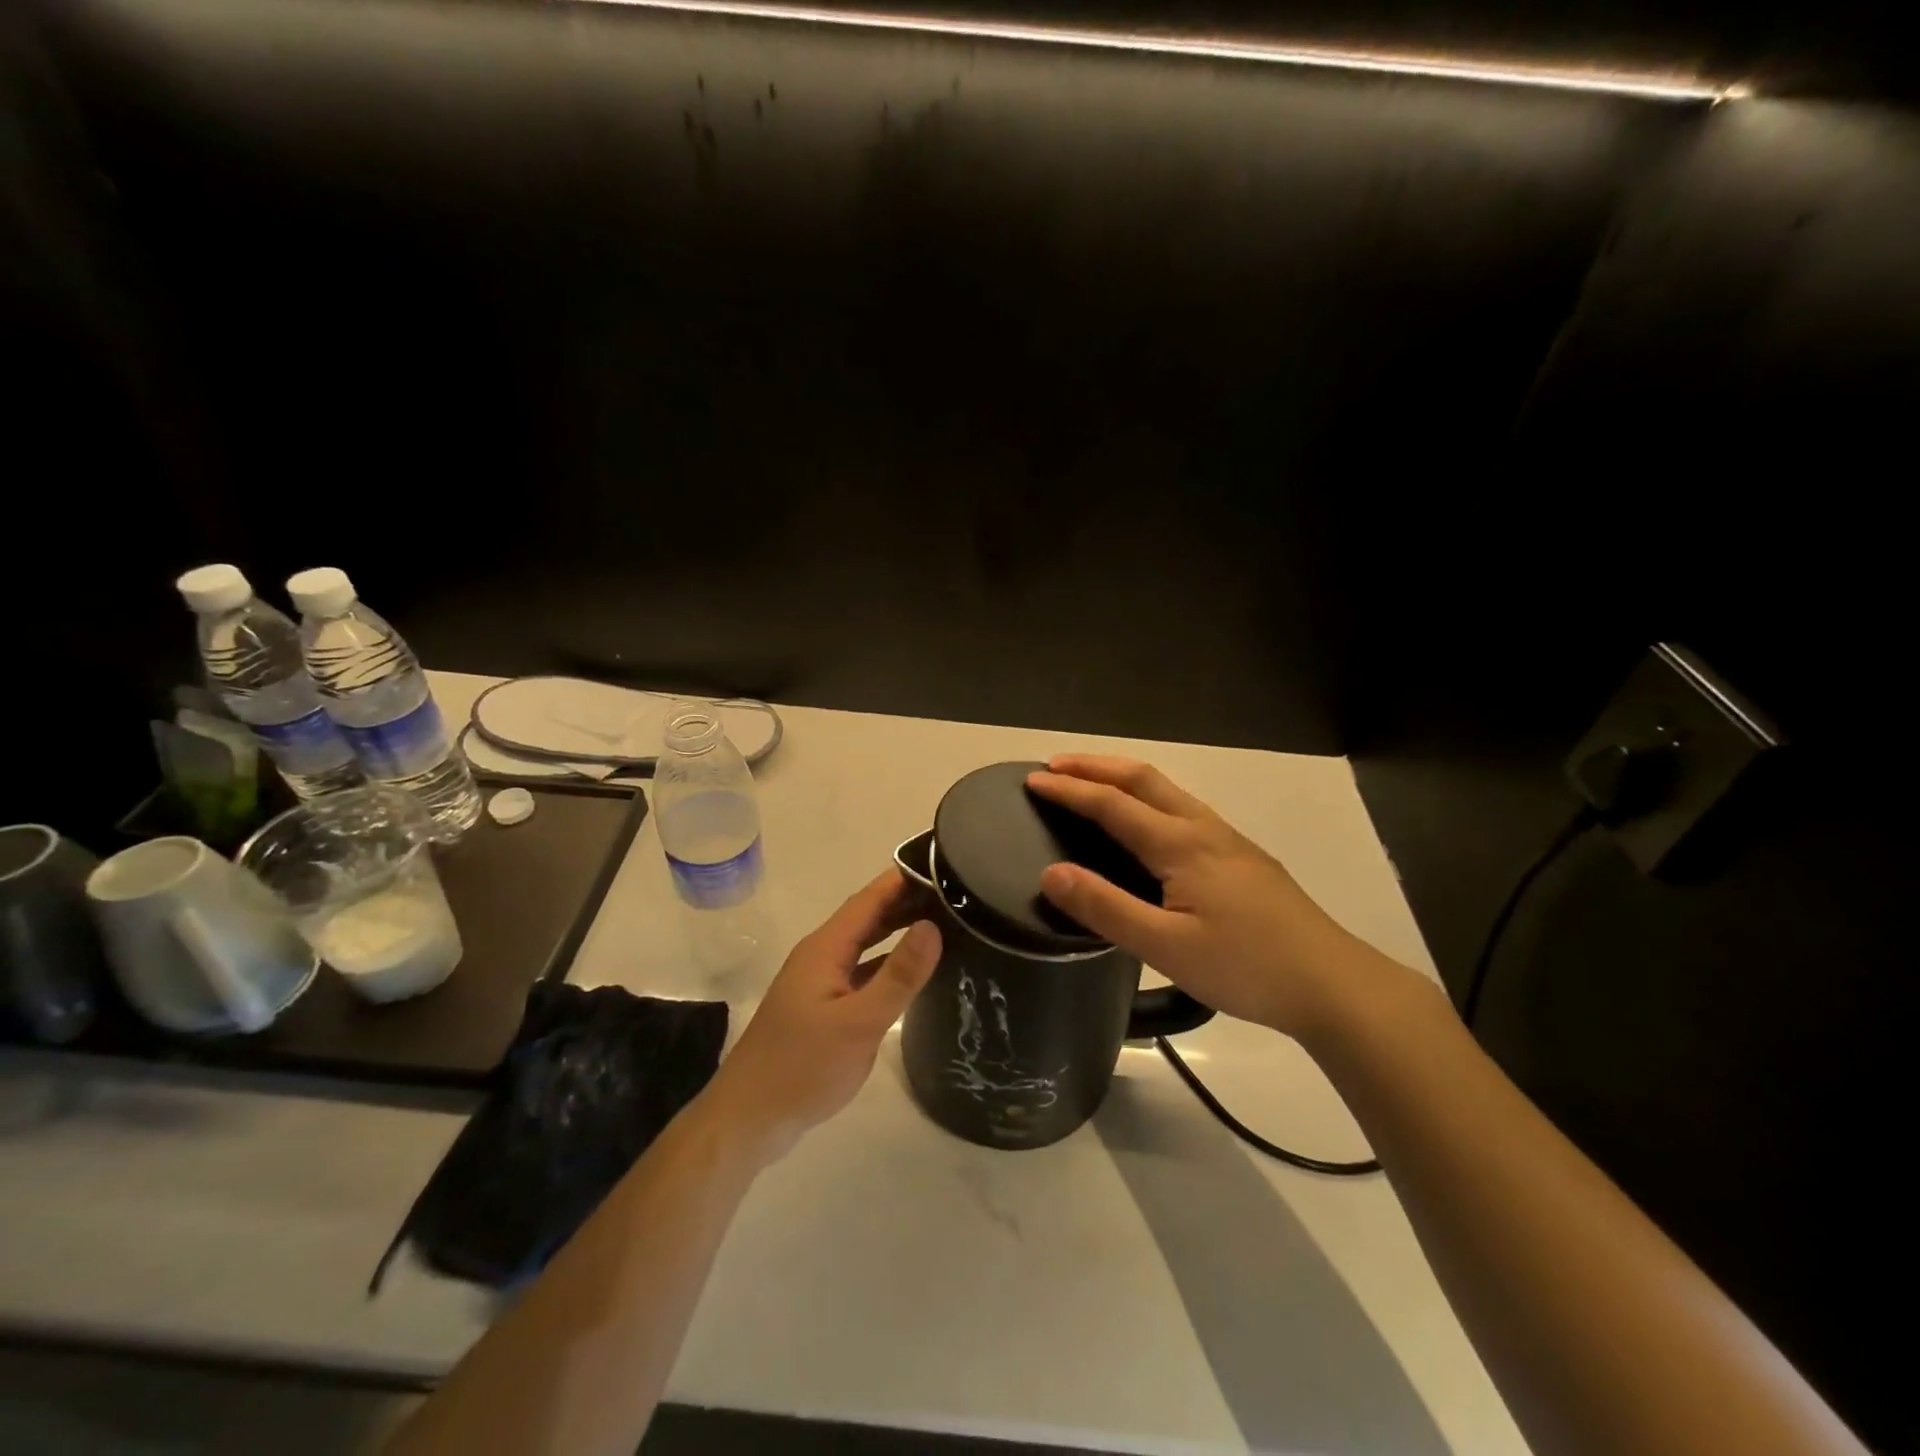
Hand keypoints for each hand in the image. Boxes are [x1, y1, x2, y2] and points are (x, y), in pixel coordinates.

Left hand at [698, 869, 941, 1164]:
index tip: (943, 863)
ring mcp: (820, 982)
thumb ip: (898, 975)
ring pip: (865, 945)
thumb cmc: (802, 1067)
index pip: (870, 899)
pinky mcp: (823, 1008)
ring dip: (898, 931)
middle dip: (906, 901)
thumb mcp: (858, 1022)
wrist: (749, 1120)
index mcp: (825, 948)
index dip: (903, 878)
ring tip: (943, 922)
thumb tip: (933, 926)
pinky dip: (888, 964)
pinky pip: (862, 971)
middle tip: (955, 893)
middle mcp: (821, 956)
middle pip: (868, 917)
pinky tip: (913, 973)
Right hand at [1027, 756, 1394, 1041]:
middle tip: (1055, 767)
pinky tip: (1146, 826)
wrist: (1333, 984)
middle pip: (1143, 779)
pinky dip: (1147, 798)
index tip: (1032, 781)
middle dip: (1095, 766)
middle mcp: (1203, 828)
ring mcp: (1228, 840)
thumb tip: (1051, 872)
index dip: (1069, 790)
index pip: (1112, 804)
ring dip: (1123, 778)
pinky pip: (1182, 809)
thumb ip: (1106, 908)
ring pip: (1167, 791)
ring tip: (1091, 785)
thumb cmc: (1246, 966)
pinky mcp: (1243, 857)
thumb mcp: (1166, 947)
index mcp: (1180, 844)